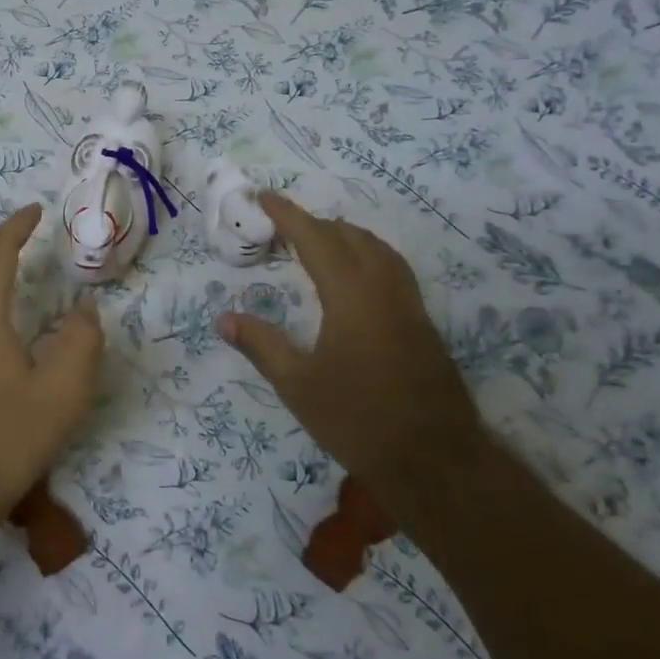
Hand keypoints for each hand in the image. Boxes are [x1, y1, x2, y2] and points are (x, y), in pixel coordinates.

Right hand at [216, 193, 485, 507]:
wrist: (435, 461)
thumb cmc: (358, 420)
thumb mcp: (298, 385)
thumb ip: (261, 345)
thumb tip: (223, 319)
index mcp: (351, 296)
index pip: (316, 239)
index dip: (289, 215)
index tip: (265, 197)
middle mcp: (384, 289)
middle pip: (351, 237)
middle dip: (316, 223)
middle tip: (283, 226)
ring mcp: (409, 306)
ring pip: (378, 250)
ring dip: (346, 236)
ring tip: (318, 242)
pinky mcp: (423, 324)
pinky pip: (393, 269)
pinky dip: (367, 256)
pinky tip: (355, 279)